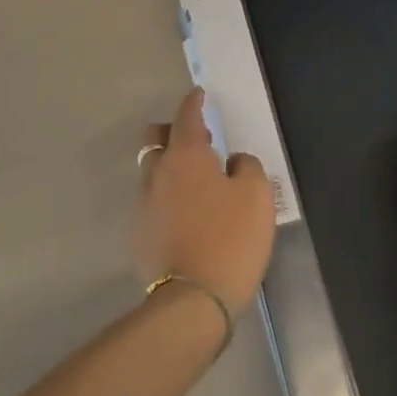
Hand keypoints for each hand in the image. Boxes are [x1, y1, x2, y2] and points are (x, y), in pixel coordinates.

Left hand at [135, 89, 275, 314]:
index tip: (199, 94)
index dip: (193, 102)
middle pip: (155, 139)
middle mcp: (158, 173)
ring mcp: (144, 205)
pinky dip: (168, 197)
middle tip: (198, 139)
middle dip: (171, 130)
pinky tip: (188, 214)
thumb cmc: (230, 239)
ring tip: (197, 181)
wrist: (192, 302)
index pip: (186, 116)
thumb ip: (246, 166)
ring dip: (170, 166)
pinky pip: (154, 201)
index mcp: (186, 156)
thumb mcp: (256, 195)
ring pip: (153, 171)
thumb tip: (232, 162)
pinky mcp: (140, 234)